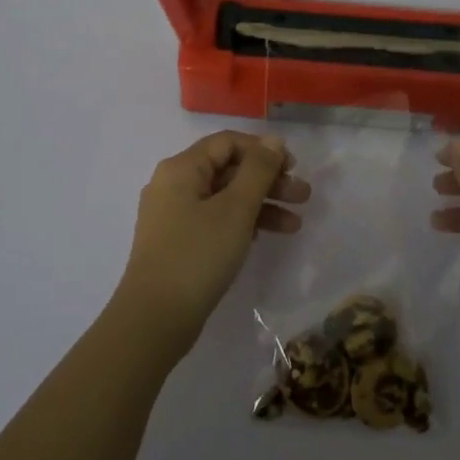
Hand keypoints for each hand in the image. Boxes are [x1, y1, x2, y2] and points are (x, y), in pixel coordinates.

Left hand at [113, 131, 309, 359]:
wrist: (155, 318)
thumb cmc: (198, 255)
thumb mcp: (236, 208)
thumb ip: (258, 170)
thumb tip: (273, 141)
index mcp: (181, 168)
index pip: (227, 143)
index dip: (263, 150)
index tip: (293, 167)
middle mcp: (173, 185)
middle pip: (227, 170)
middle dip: (268, 181)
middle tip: (303, 197)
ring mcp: (172, 216)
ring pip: (224, 198)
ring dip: (260, 205)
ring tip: (295, 224)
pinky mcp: (177, 243)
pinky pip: (214, 220)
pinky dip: (241, 224)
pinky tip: (265, 237)